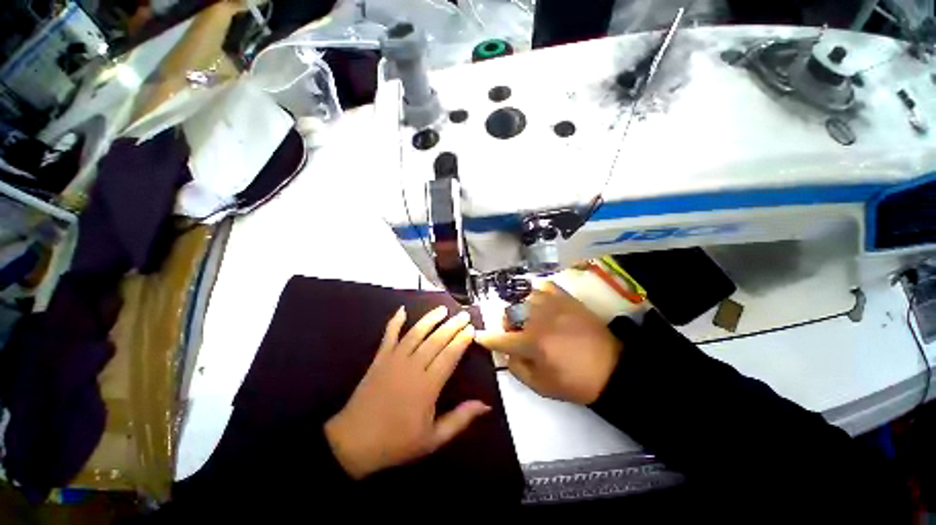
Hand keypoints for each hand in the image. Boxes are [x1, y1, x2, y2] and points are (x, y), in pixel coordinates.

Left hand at [324, 306, 489, 478]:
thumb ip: (460, 419)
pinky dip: (395, 322)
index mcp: (427, 386)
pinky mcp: (379, 359)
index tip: (471, 328)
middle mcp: (412, 367)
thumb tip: (486, 405)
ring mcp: (394, 360)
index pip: (450, 355)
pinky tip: (402, 310)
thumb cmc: (396, 442)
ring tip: (443, 309)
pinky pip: (389, 336)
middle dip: (452, 325)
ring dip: (430, 319)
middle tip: (464, 314)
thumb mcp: (433, 439)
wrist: (353, 443)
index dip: (462, 340)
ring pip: (416, 333)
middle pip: (436, 340)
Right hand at [476, 282, 622, 404]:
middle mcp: (539, 320)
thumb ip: (518, 368)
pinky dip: (537, 292)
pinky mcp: (566, 299)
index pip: (501, 338)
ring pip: (524, 298)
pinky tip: (539, 301)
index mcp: (533, 343)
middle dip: (506, 323)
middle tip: (515, 332)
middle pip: (510, 312)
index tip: (478, 336)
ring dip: (521, 309)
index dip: (487, 338)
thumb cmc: (575, 381)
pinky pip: (544, 287)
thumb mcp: (542, 386)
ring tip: (529, 318)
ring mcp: (553, 306)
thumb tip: (506, 353)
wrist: (612, 368)